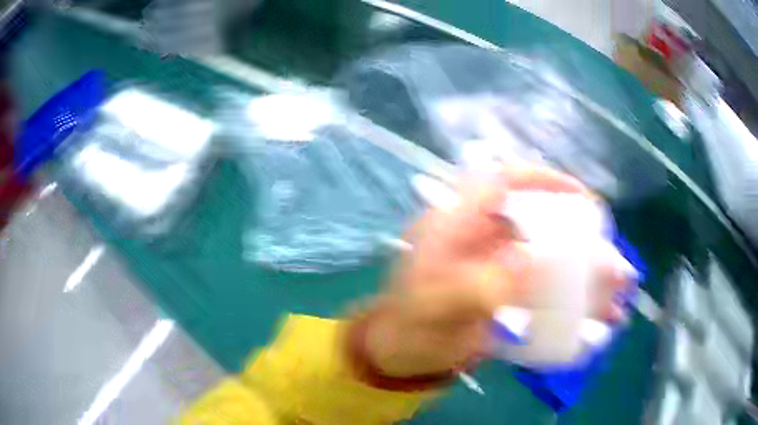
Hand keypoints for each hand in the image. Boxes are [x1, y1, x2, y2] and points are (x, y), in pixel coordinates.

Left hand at [361, 167, 629, 377]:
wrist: (399, 357)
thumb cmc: (407, 330)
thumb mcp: (433, 309)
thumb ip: (475, 286)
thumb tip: (529, 259)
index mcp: (456, 226)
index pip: (499, 182)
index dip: (541, 180)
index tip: (580, 197)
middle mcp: (482, 239)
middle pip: (539, 225)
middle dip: (580, 242)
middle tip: (613, 265)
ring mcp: (497, 268)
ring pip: (549, 260)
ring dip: (584, 277)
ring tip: (616, 297)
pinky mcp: (506, 295)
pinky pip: (544, 291)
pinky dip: (571, 303)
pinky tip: (593, 321)